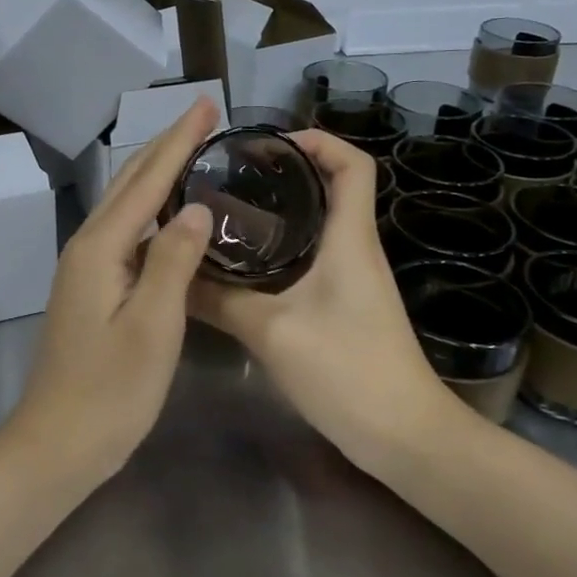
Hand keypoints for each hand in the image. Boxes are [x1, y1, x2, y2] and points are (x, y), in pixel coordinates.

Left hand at [3, 98, 218, 479]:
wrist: (57, 444)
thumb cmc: (110, 391)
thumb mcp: (153, 326)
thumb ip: (174, 261)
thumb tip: (197, 207)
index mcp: (100, 248)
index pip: (147, 179)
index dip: (179, 140)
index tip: (208, 105)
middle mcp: (87, 246)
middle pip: (130, 182)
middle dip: (167, 145)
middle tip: (205, 116)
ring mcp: (86, 268)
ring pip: (126, 205)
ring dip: (158, 172)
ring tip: (194, 151)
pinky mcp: (92, 289)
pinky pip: (127, 232)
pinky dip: (152, 210)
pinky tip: (173, 215)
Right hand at [189, 131, 448, 463]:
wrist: (404, 436)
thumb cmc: (348, 371)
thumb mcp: (272, 332)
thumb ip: (220, 300)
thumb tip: (173, 275)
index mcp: (350, 239)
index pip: (354, 165)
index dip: (319, 140)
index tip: (271, 143)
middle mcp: (357, 249)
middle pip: (334, 188)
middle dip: (289, 172)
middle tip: (234, 176)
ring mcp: (355, 280)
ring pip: (322, 225)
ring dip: (285, 211)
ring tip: (230, 211)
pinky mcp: (347, 306)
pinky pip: (317, 258)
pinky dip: (286, 248)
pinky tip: (249, 265)